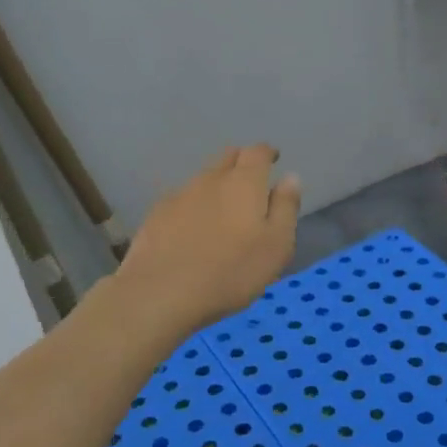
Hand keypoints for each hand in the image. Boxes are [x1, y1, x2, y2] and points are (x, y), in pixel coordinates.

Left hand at [116, 145, 300, 334]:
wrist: (162, 293)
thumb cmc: (232, 272)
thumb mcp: (276, 245)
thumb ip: (285, 208)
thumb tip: (290, 178)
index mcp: (244, 183)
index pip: (257, 152)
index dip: (267, 153)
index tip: (273, 159)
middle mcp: (210, 179)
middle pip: (227, 157)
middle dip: (241, 162)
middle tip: (251, 181)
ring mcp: (179, 196)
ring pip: (203, 179)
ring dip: (216, 185)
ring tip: (222, 210)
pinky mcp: (156, 215)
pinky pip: (181, 200)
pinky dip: (193, 206)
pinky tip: (192, 229)